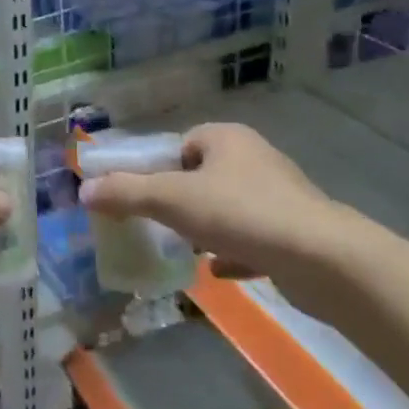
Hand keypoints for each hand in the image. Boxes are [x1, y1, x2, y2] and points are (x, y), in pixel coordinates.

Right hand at [80, 123, 363, 304]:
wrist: (324, 261)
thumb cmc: (240, 214)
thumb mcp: (171, 200)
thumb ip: (125, 193)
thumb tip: (84, 190)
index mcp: (226, 138)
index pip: (180, 143)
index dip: (157, 167)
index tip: (141, 195)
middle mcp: (255, 159)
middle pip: (202, 176)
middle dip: (179, 200)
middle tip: (157, 223)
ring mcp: (280, 197)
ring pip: (228, 208)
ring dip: (204, 227)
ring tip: (182, 249)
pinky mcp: (296, 234)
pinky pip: (252, 238)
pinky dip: (232, 252)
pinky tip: (217, 271)